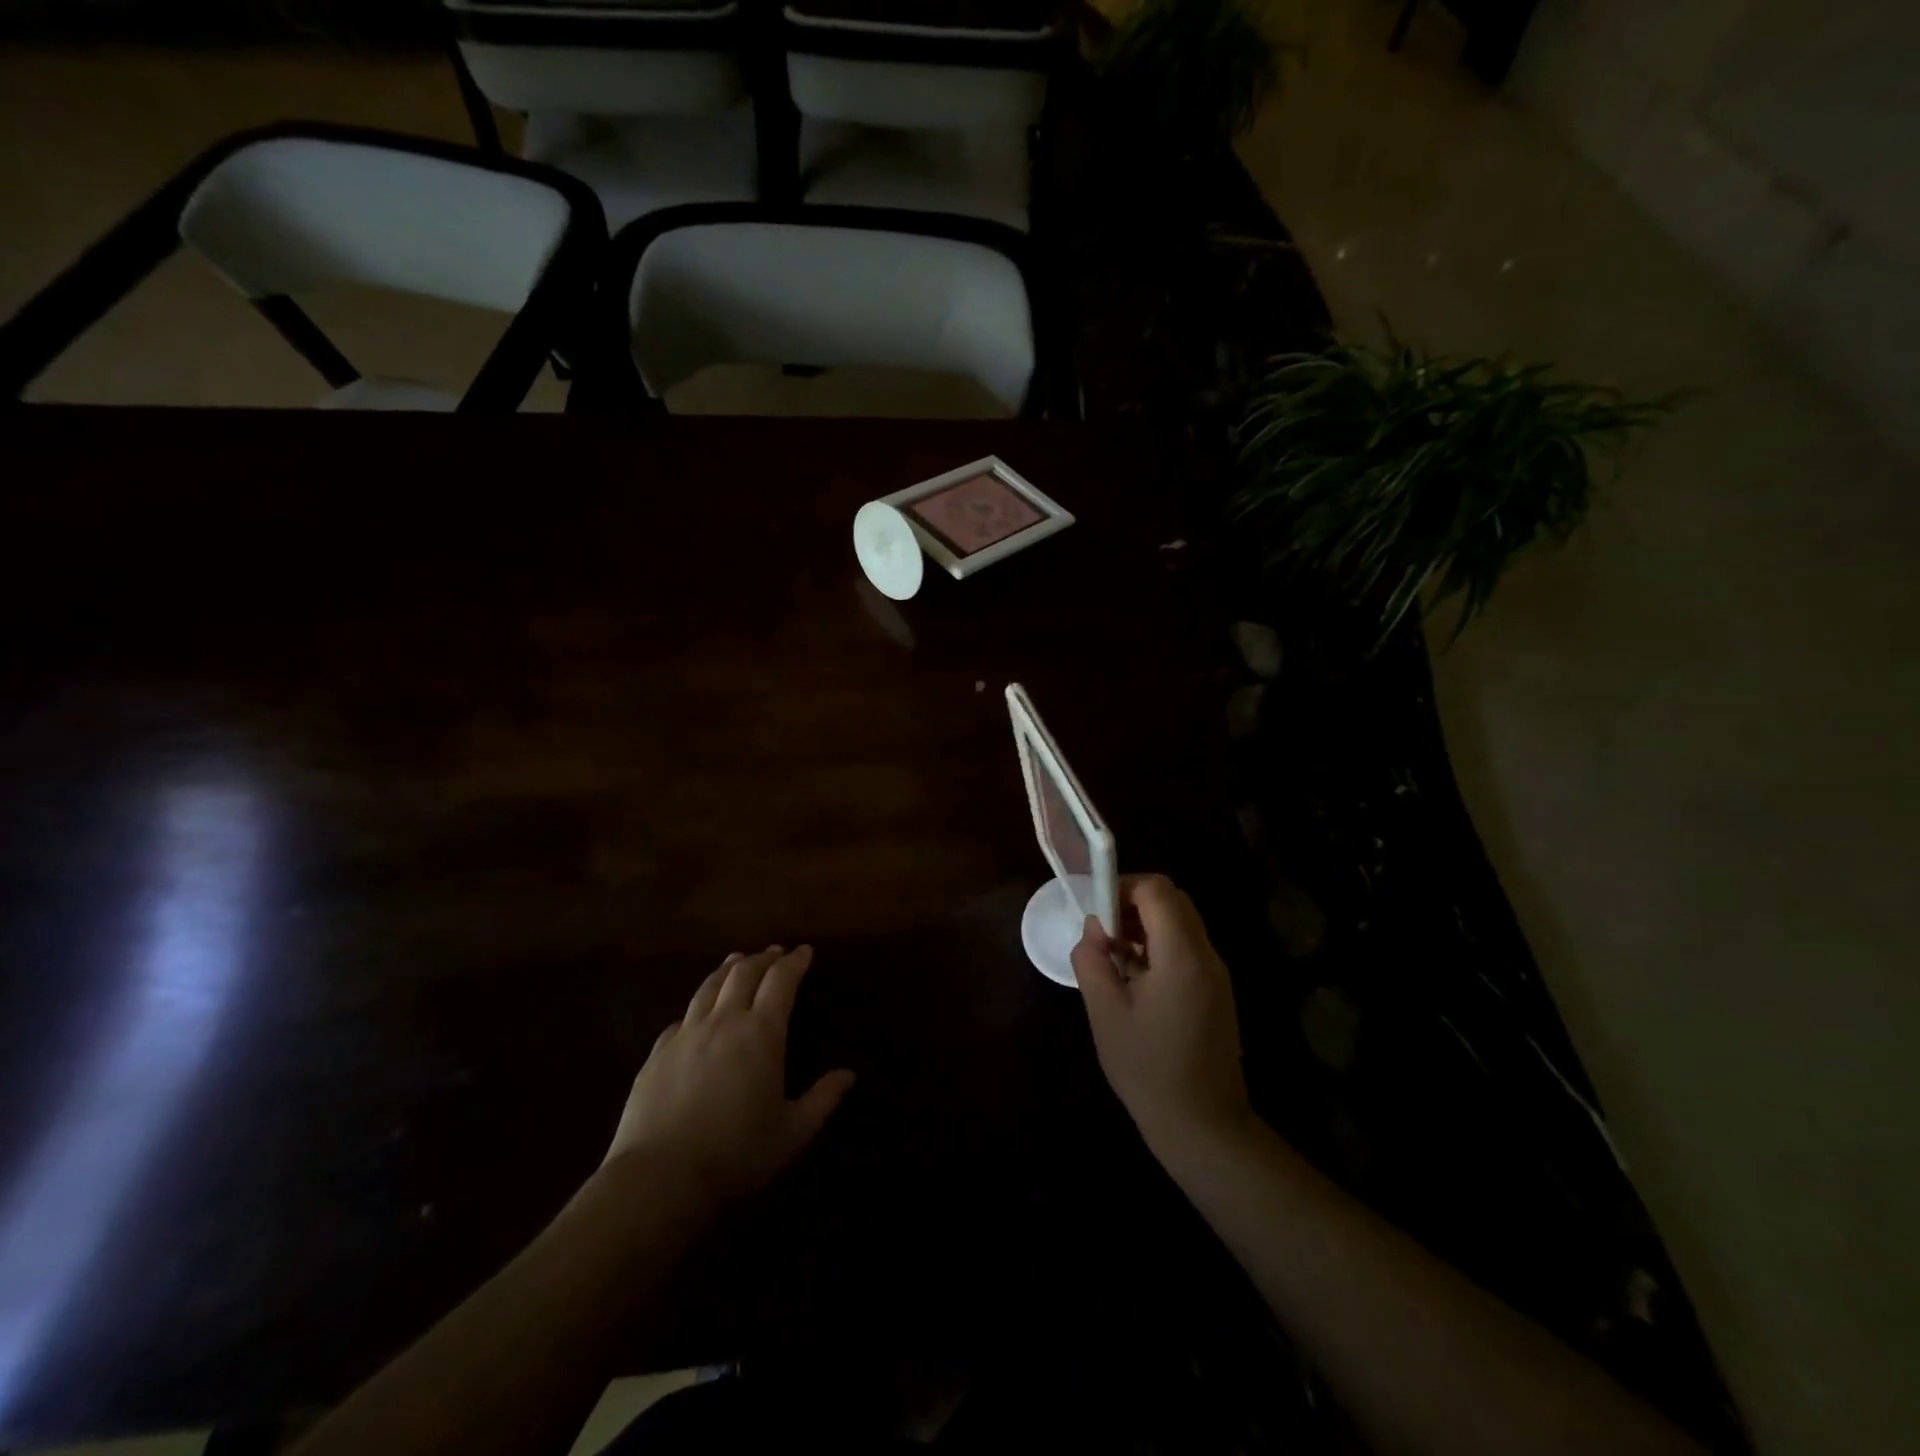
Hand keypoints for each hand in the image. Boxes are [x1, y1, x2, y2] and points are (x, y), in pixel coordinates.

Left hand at [605, 946, 854, 1207]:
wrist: (660, 1177)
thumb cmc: (736, 1154)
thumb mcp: (792, 1132)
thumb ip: (823, 1099)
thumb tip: (849, 1075)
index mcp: (761, 1033)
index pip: (781, 981)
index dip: (794, 962)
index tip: (804, 951)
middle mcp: (723, 1021)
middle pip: (743, 973)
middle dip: (763, 958)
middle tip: (775, 953)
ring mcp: (686, 1034)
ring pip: (709, 986)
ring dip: (728, 969)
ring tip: (737, 960)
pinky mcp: (657, 1053)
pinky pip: (682, 1018)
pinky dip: (698, 1005)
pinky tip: (698, 1012)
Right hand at [1071, 875, 1252, 1156]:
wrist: (1203, 1126)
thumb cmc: (1148, 1069)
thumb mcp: (1105, 1013)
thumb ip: (1092, 961)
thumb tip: (1094, 931)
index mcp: (1181, 955)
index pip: (1157, 890)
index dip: (1122, 886)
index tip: (1097, 911)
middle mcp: (1206, 955)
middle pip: (1173, 900)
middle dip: (1133, 903)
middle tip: (1103, 932)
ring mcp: (1216, 974)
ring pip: (1181, 923)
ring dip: (1145, 925)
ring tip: (1114, 957)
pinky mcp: (1216, 992)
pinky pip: (1187, 948)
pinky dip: (1159, 947)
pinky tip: (1135, 980)